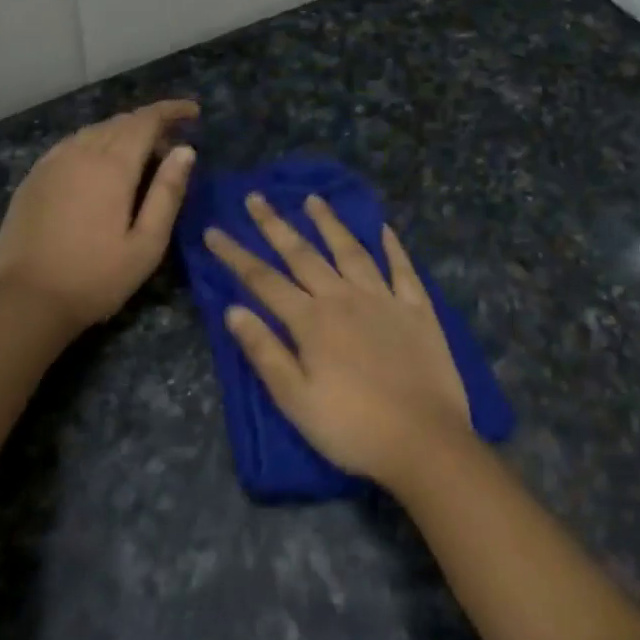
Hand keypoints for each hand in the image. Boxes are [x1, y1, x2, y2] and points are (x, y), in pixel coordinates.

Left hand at [0, 101, 198, 328]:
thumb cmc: (96, 277)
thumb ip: (168, 193)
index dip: (171, 111)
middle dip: (150, 123)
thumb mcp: (147, 244)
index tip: (193, 111)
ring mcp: (51, 163)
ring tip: (140, 153)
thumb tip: (186, 150)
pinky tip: (98, 164)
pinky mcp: (33, 179)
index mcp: (112, 166)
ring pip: (93, 132)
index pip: (146, 121)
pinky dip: (94, 144)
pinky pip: (70, 145)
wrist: (26, 299)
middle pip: (119, 123)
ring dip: (121, 133)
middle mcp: (79, 153)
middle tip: (172, 143)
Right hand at [204, 193, 473, 486]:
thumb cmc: (352, 428)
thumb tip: (233, 310)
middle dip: (276, 225)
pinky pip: (403, 269)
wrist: (425, 442)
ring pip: (351, 251)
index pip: (264, 280)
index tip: (214, 231)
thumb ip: (265, 352)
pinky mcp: (418, 311)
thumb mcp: (295, 400)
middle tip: (257, 197)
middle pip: (304, 255)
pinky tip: (384, 229)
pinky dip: (393, 247)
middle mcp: (345, 298)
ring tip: (314, 199)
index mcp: (312, 321)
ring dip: (330, 224)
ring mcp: (385, 300)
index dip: (236, 255)